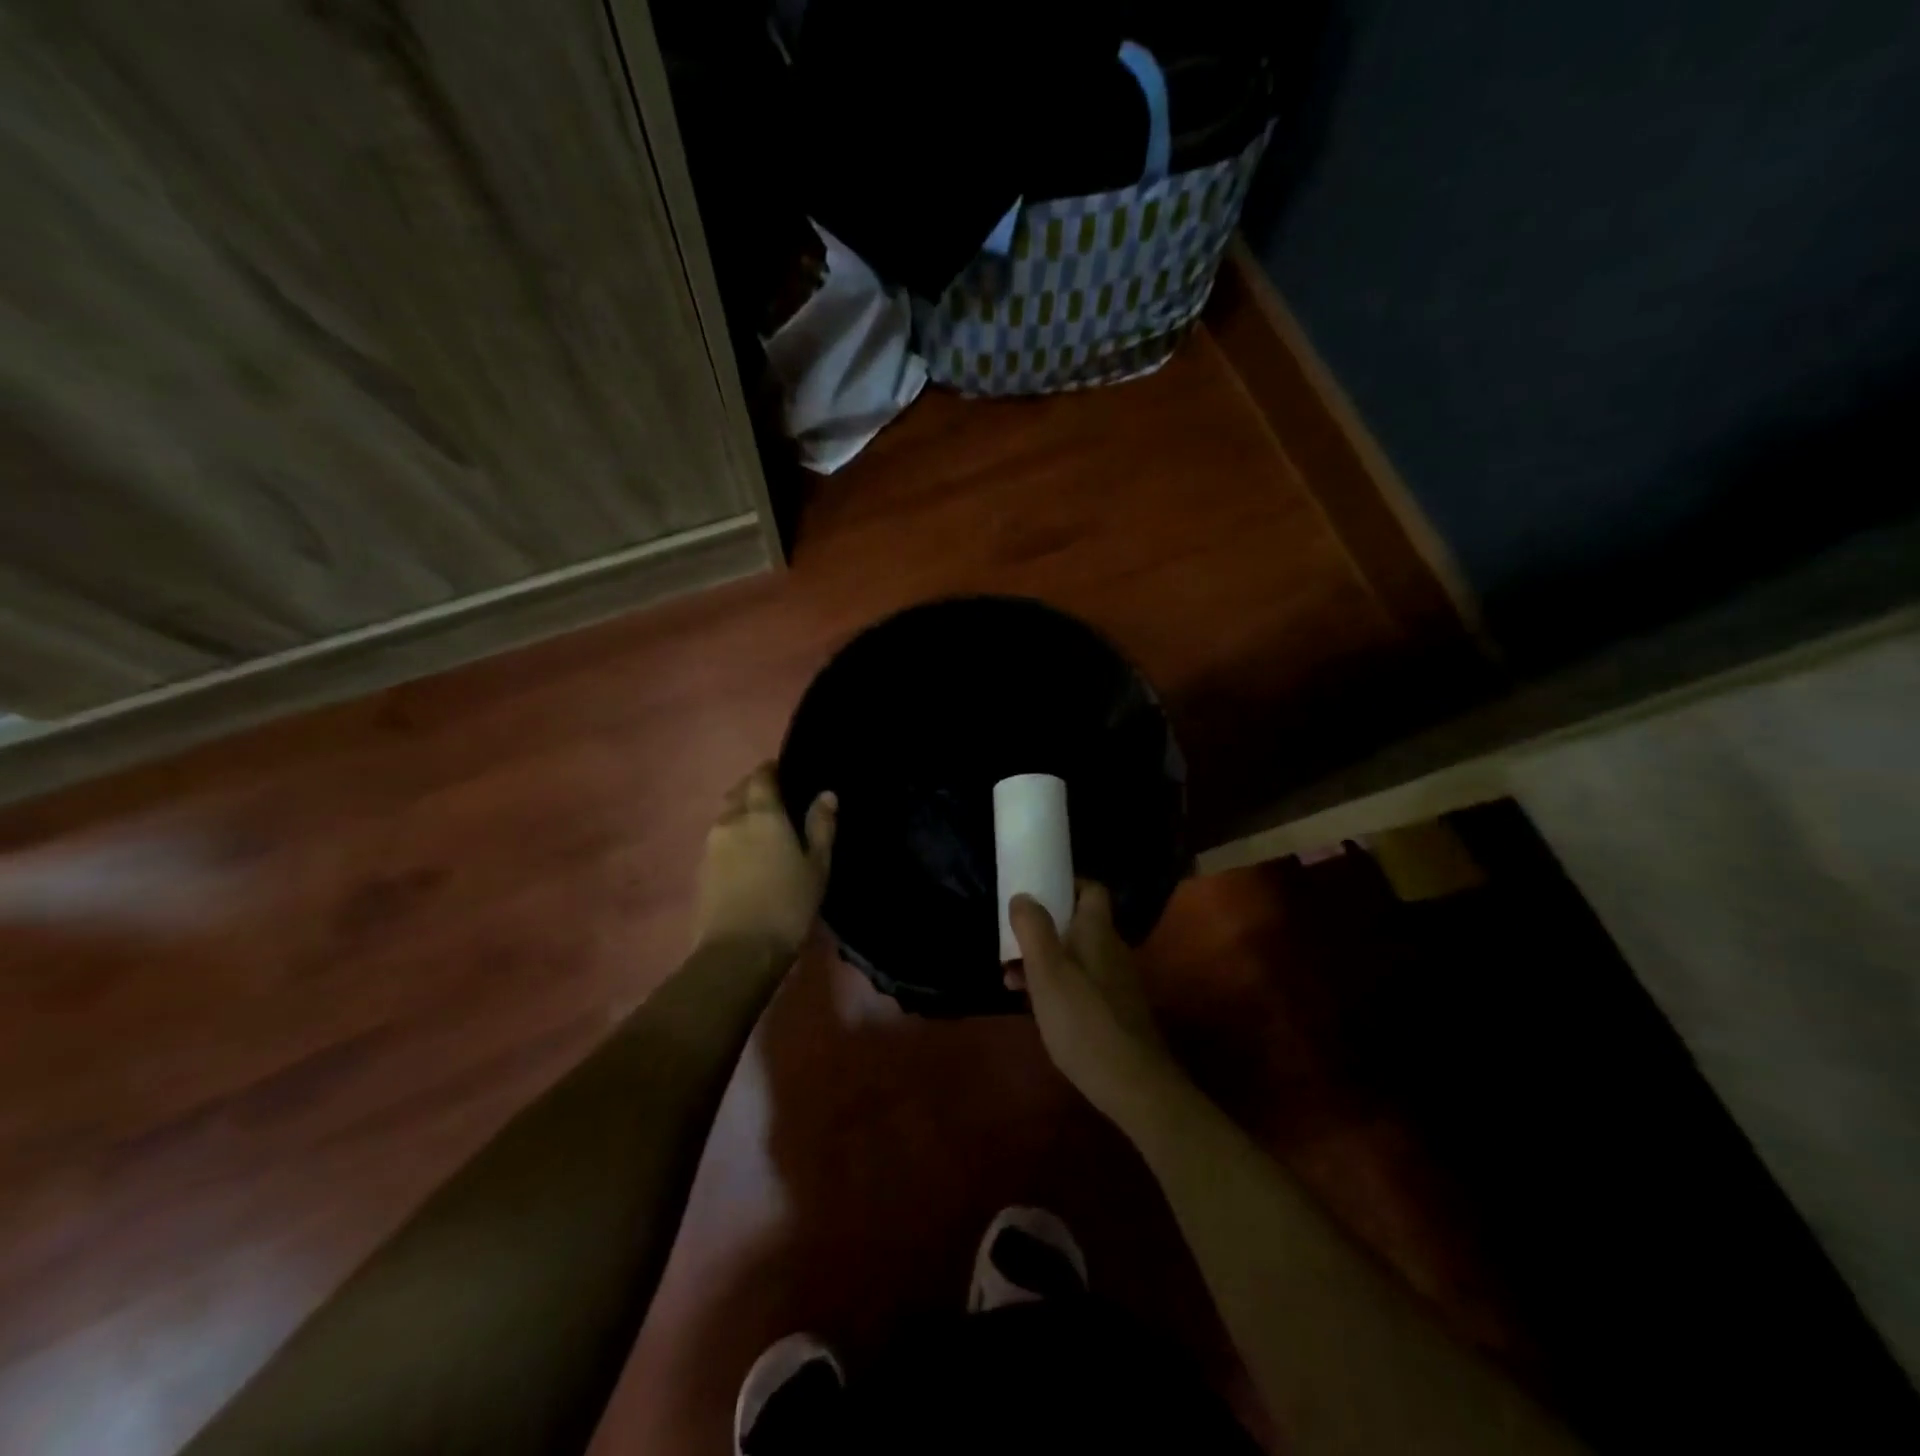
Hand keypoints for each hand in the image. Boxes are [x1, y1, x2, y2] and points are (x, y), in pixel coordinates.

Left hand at [692, 764, 835, 961]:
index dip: (772, 770)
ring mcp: (711, 845)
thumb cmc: (787, 904)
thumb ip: (821, 826)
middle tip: (776, 799)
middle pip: (739, 792)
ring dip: (741, 813)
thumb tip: (826, 794)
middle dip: (754, 788)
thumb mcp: (817, 866)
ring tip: (761, 827)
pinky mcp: (700, 869)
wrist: (738, 951)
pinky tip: (746, 853)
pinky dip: (732, 836)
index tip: (785, 772)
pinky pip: (718, 839)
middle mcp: (731, 820)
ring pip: (726, 815)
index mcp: (762, 813)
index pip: (762, 776)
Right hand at [1008, 884, 1181, 1128]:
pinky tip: (1038, 1008)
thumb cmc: (1083, 1021)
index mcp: (1097, 932)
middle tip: (1012, 944)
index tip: (1034, 893)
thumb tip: (1023, 896)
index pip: (1091, 889)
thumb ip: (1033, 929)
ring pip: (1076, 955)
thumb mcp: (1047, 972)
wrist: (1134, 1084)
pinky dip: (1058, 985)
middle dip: (1043, 929)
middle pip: (1078, 923)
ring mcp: (1117, 981)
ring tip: (1012, 981)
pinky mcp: (1116, 1010)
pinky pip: (1082, 982)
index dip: (1065, 885)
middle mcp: (1112, 949)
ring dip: (1045, 960)